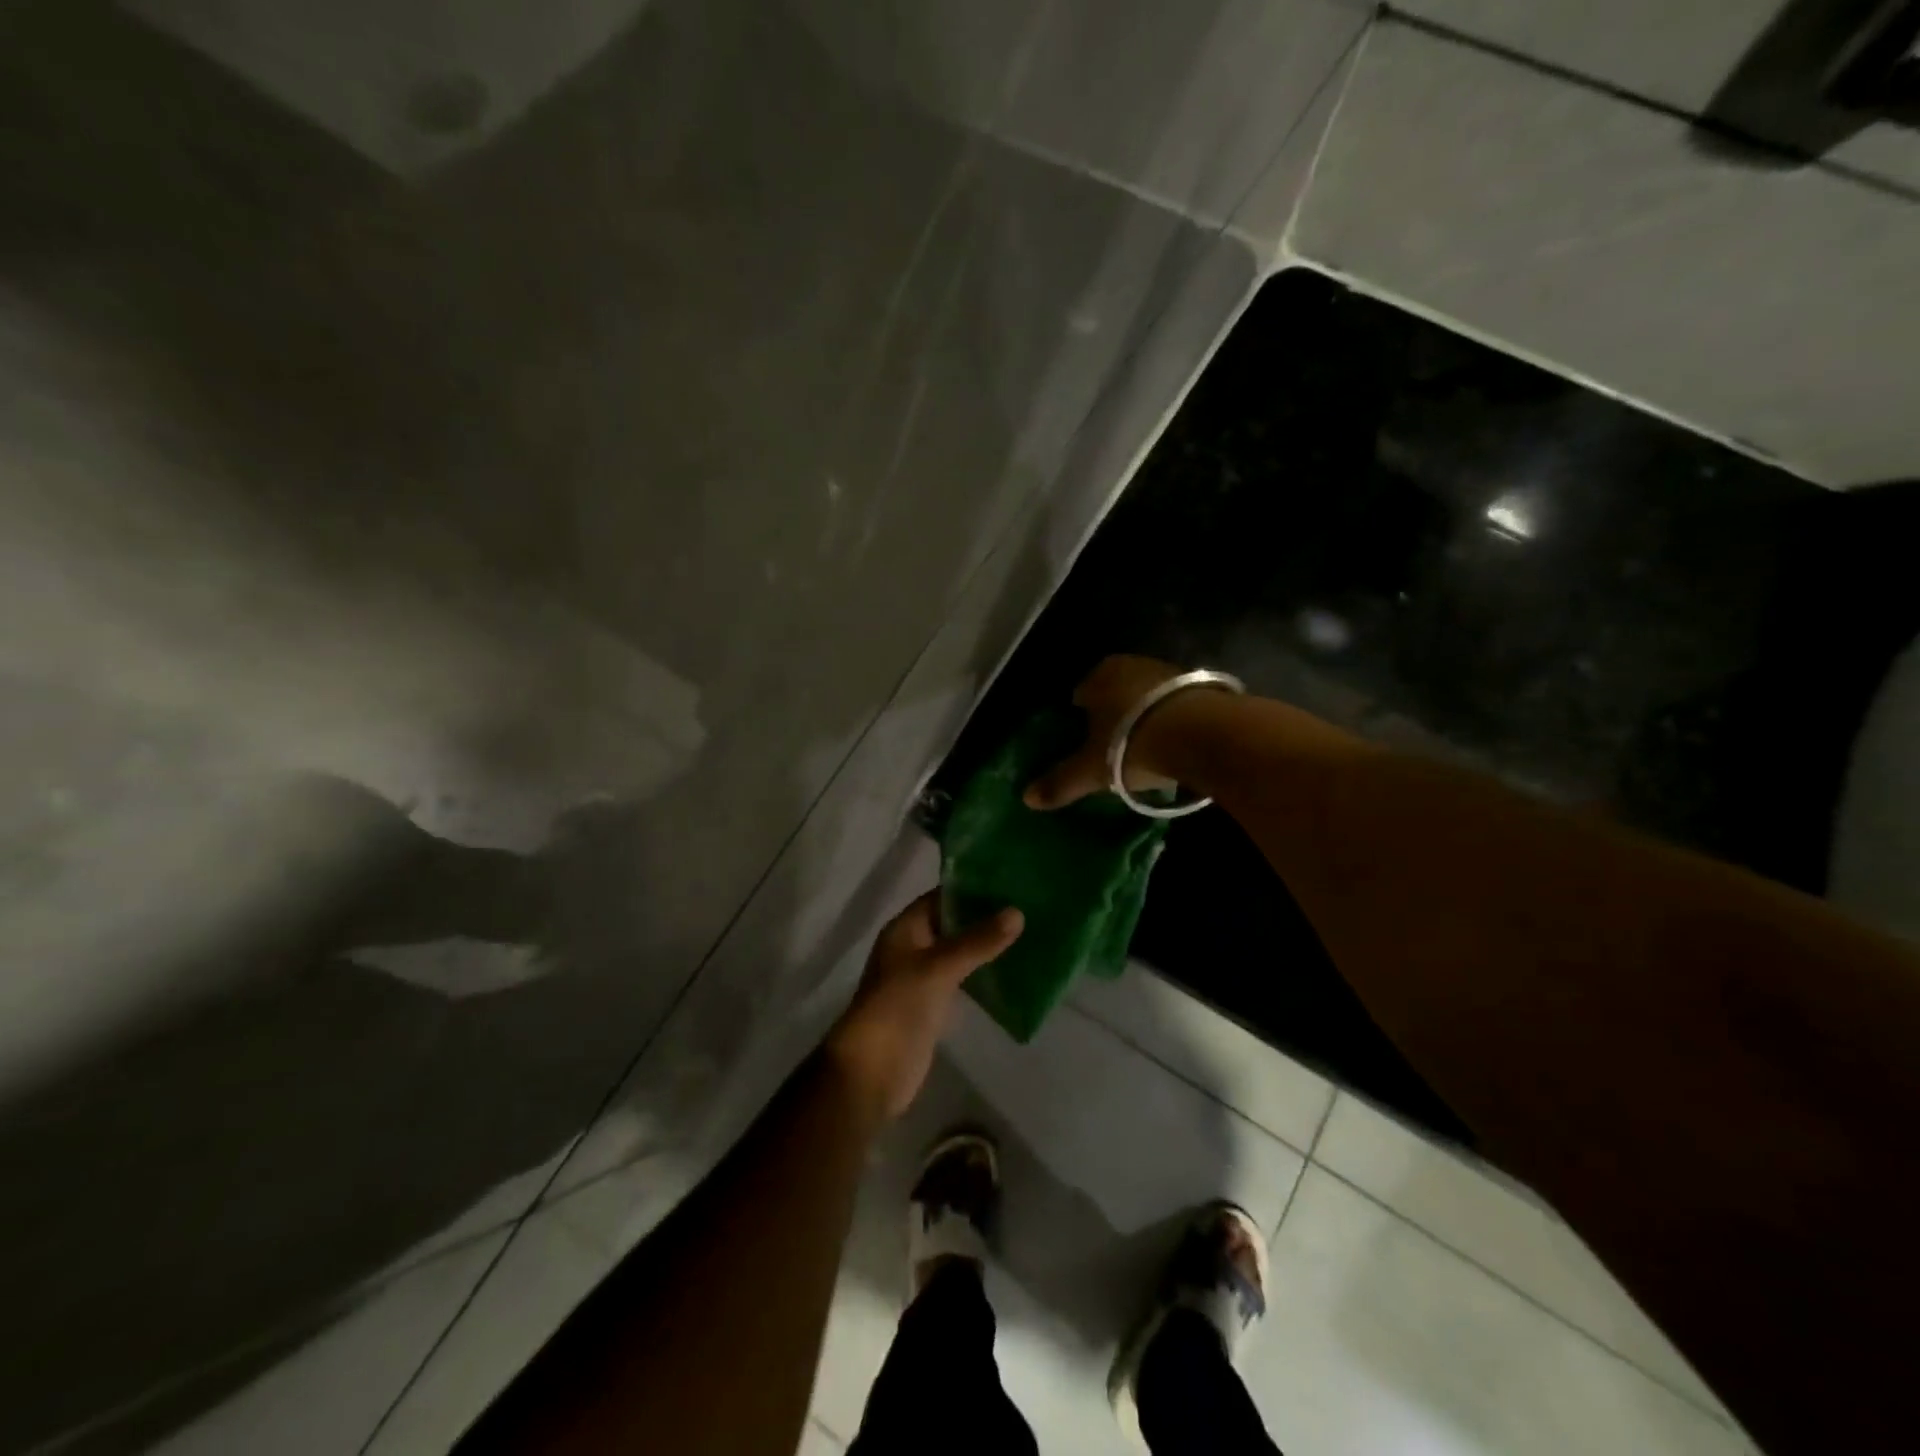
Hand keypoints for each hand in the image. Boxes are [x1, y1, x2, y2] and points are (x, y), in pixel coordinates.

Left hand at [824, 892, 1023, 1120]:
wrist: (874, 1071)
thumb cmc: (899, 1007)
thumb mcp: (939, 967)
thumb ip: (978, 941)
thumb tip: (1018, 912)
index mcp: (905, 929)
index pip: (941, 897)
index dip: (972, 889)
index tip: (1010, 882)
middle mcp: (912, 948)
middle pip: (951, 924)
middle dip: (984, 918)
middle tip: (1028, 906)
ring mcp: (921, 978)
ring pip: (958, 953)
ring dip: (985, 946)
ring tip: (1028, 933)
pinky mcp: (932, 1005)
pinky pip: (961, 980)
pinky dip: (982, 973)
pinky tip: (1012, 971)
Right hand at [1023, 654, 1190, 809]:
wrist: (1204, 734)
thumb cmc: (1133, 744)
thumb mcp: (1092, 769)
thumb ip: (1060, 782)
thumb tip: (1026, 799)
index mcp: (1099, 675)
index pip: (1079, 694)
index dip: (1078, 718)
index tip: (1083, 742)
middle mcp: (1131, 664)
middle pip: (1114, 693)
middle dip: (1112, 715)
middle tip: (1112, 748)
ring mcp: (1170, 671)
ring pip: (1146, 697)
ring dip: (1144, 717)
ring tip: (1145, 748)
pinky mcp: (1202, 686)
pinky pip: (1176, 705)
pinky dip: (1171, 721)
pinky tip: (1173, 744)